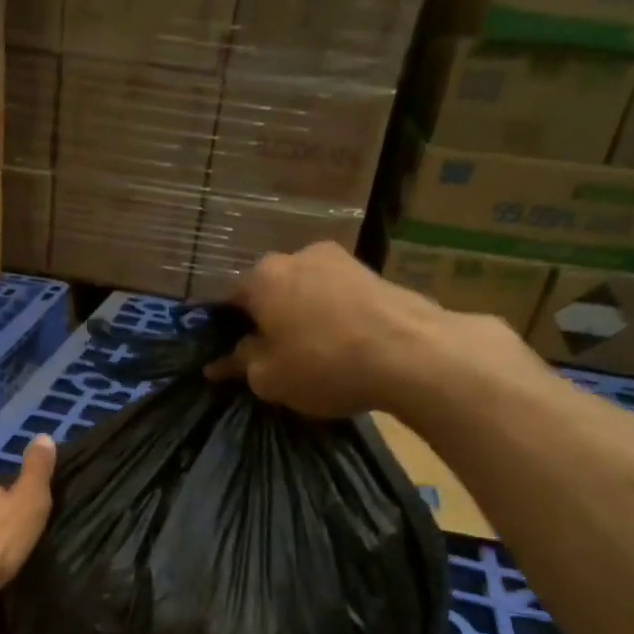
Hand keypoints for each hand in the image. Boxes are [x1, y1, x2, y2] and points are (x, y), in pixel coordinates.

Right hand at [207, 242, 541, 421]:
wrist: (412, 353)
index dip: (226, 332)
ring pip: (306, 292)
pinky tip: (340, 345)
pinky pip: (337, 297)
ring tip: (309, 353)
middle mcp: (298, 256)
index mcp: (263, 277)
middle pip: (271, 292)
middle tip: (270, 357)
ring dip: (302, 317)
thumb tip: (221, 361)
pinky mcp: (375, 272)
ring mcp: (341, 260)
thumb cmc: (323, 364)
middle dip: (267, 320)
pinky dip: (332, 317)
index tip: (230, 358)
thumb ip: (240, 364)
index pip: (230, 302)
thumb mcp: (268, 378)